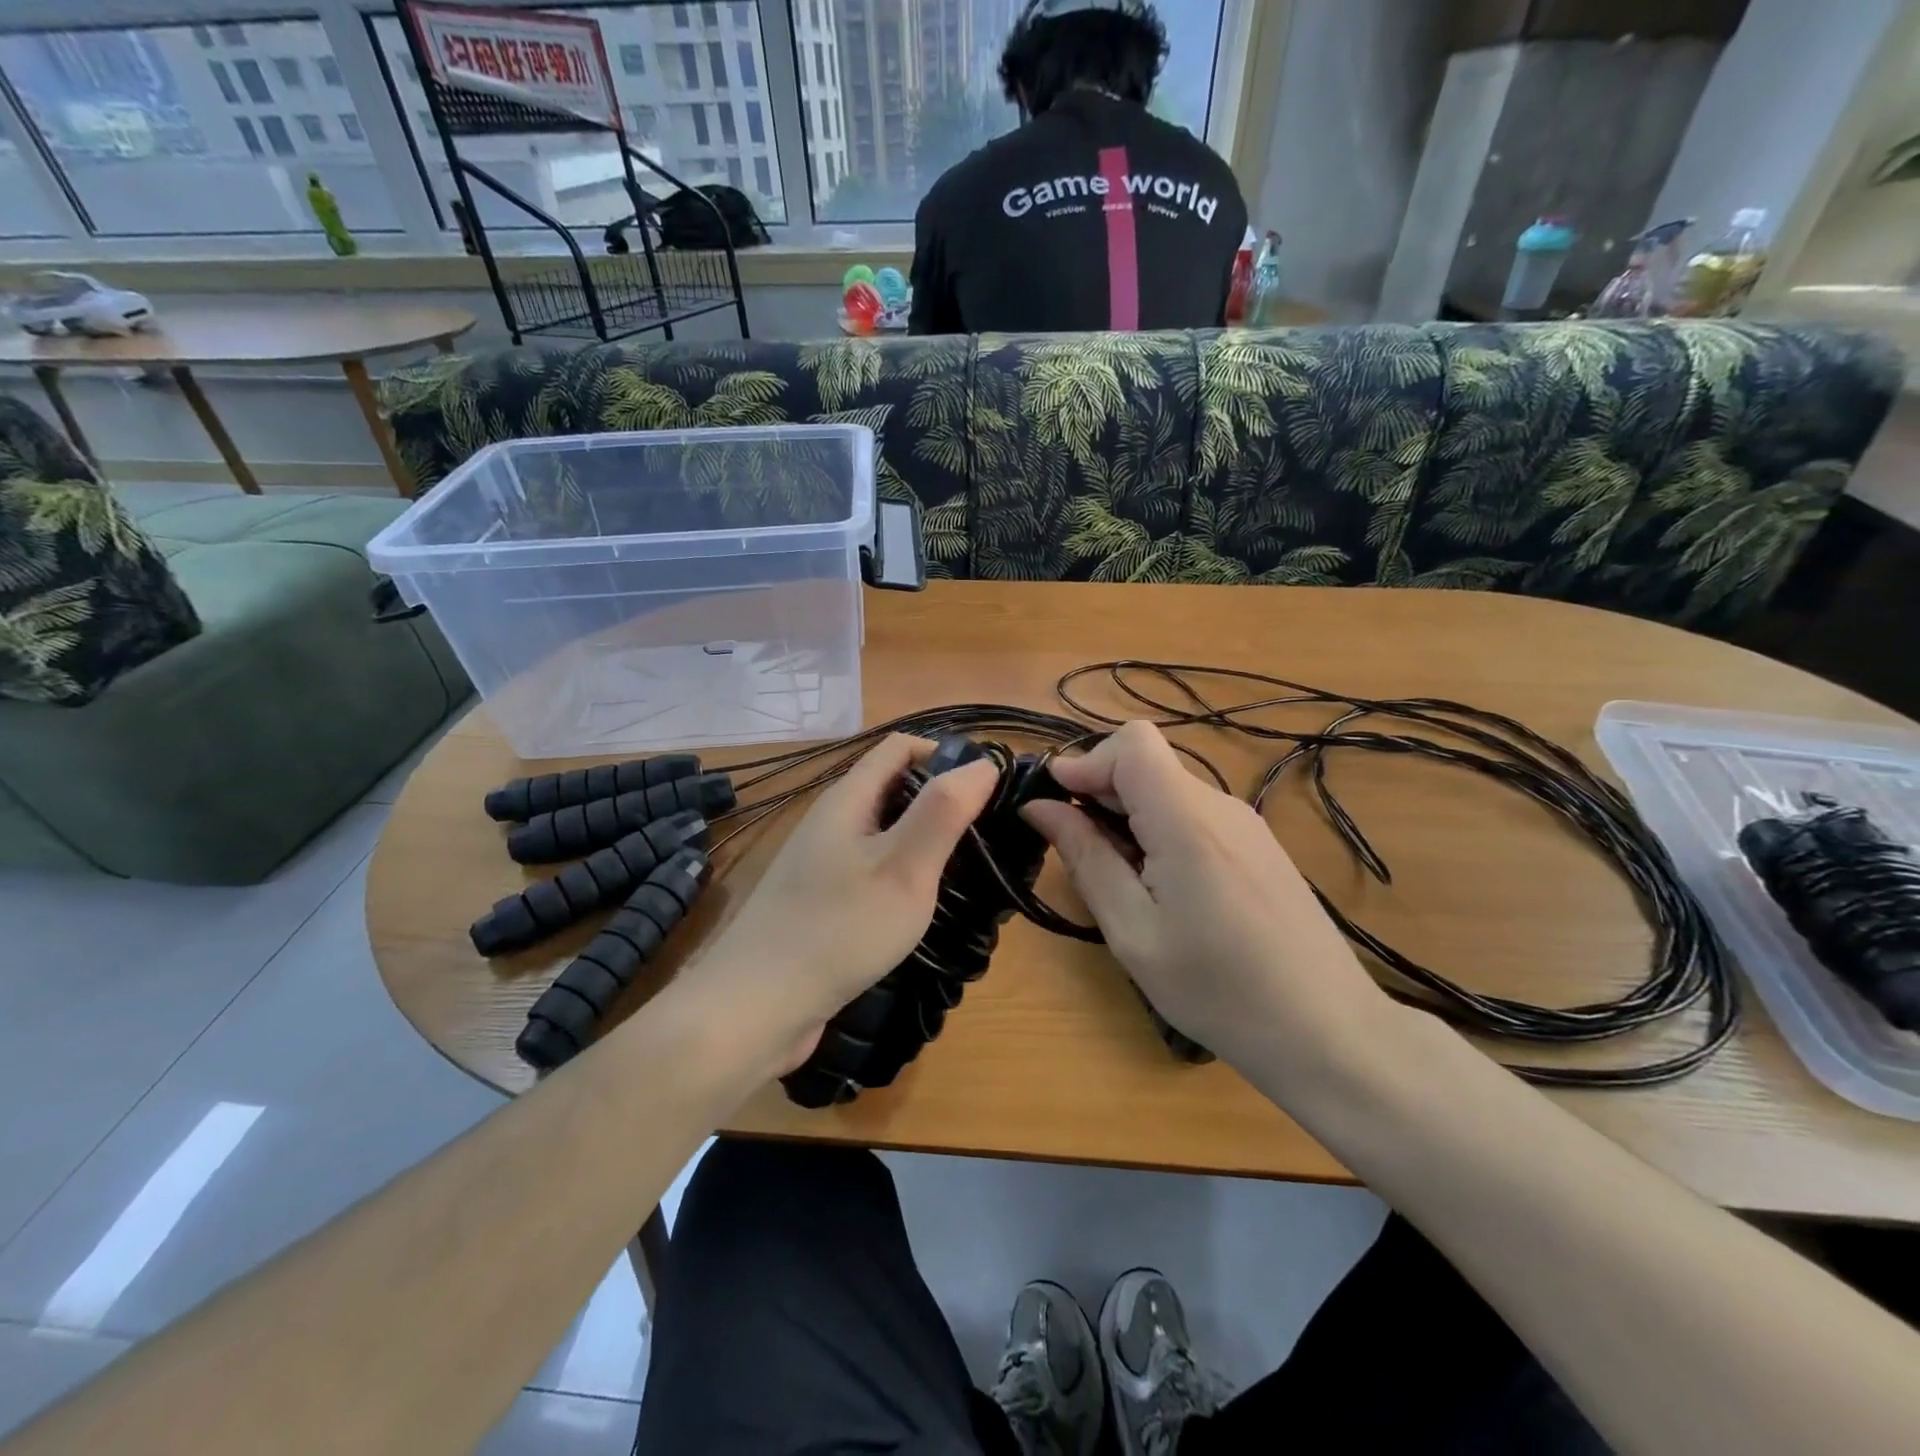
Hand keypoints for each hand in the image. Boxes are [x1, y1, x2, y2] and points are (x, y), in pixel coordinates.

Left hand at [688, 735, 997, 1074]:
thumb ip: (944, 811)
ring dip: (926, 841)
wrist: (756, 1008)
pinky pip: (873, 869)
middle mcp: (833, 821)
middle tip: (988, 835)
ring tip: (968, 870)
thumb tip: (984, 762)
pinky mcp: (823, 901)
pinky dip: (904, 874)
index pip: (900, 746)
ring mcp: (824, 863)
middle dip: (941, 801)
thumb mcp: (904, 867)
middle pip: (894, 787)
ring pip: (885, 832)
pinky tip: (924, 905)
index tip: (989, 787)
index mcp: (848, 799)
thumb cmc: (838, 929)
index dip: (946, 753)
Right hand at [1022, 721, 1396, 1081]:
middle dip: (1100, 793)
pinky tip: (1162, 889)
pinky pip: (1192, 813)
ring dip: (1127, 815)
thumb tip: (1040, 806)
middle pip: (1146, 763)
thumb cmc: (1219, 991)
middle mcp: (1220, 806)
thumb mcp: (1134, 932)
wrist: (1327, 1031)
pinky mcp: (1257, 845)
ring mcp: (1245, 824)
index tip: (1055, 806)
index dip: (1086, 761)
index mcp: (1187, 820)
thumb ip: (1086, 859)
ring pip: (1167, 788)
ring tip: (1120, 881)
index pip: (1132, 742)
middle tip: (1080, 855)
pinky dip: (1158, 830)